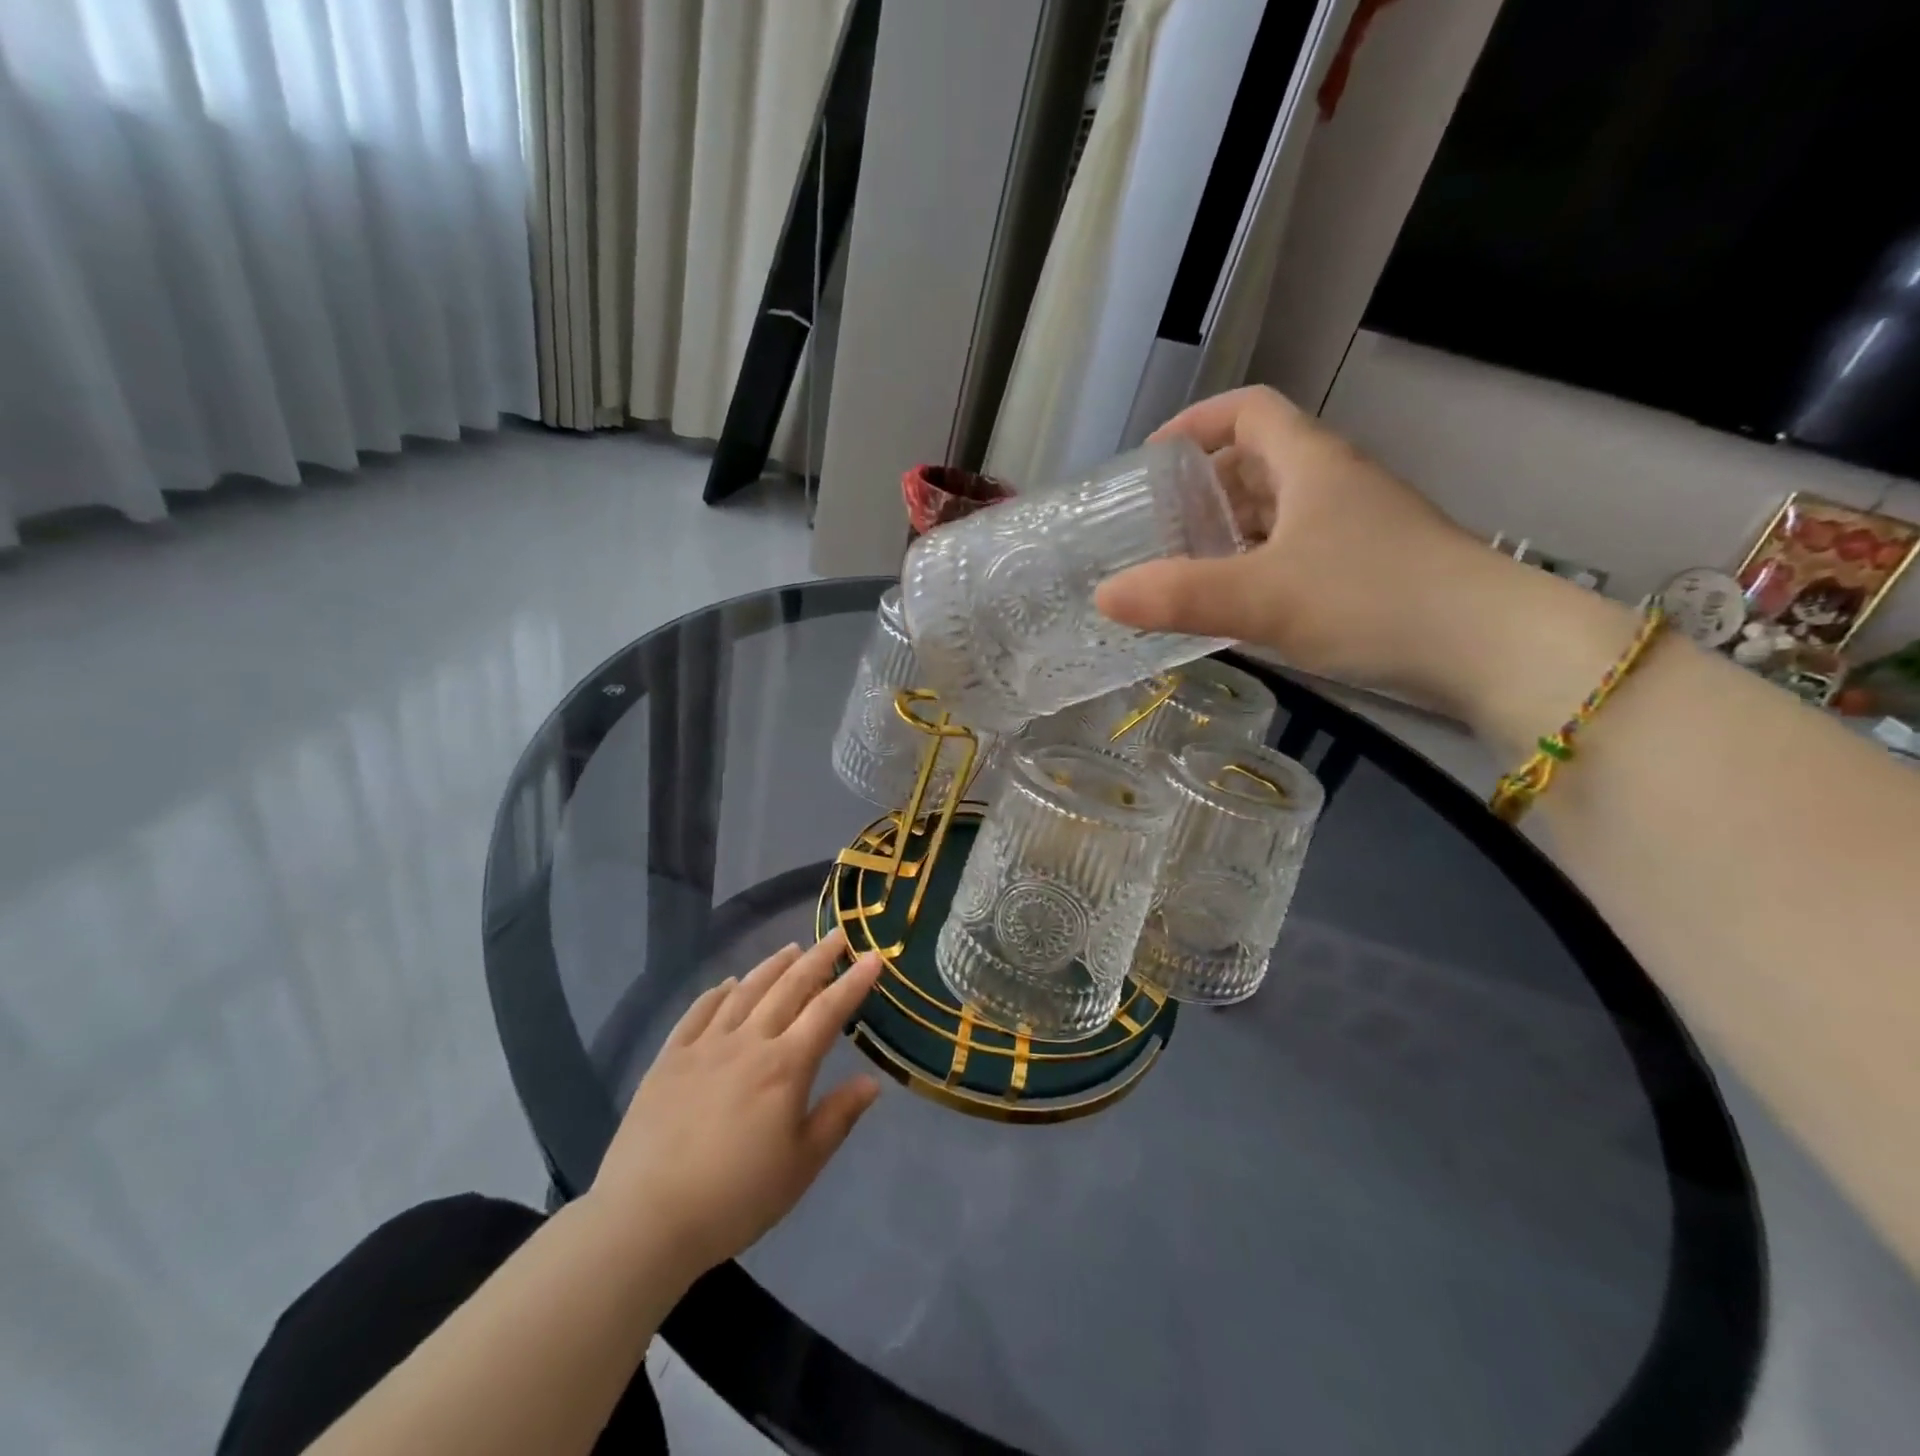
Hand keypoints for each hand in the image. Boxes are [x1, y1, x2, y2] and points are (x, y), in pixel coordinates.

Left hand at [584, 933, 884, 1278]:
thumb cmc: (735, 1198)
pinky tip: (728, 984)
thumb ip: (837, 1117)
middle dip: (818, 958)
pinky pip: (698, 1012)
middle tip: (837, 935)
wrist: (646, 1219)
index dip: (853, 982)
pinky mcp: (669, 1058)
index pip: (827, 1011)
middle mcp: (748, 1042)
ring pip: (746, 991)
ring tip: (792, 949)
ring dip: (772, 966)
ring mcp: (705, 1046)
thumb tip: (872, 1081)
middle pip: (789, 987)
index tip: (873, 957)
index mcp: (785, 1067)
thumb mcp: (800, 1166)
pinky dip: (718, 992)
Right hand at [1095, 386, 1525, 715]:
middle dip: (1201, 487)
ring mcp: (1356, 528)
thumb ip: (1180, 596)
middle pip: (1258, 461)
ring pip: (1277, 511)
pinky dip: (1257, 566)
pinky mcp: (1369, 570)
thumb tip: (1103, 596)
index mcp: (1311, 463)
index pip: (1248, 409)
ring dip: (1228, 531)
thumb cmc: (1373, 600)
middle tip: (1155, 527)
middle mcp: (1334, 484)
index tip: (1152, 460)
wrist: (1490, 649)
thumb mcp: (1264, 598)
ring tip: (1182, 568)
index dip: (1196, 422)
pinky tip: (1236, 605)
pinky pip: (1295, 552)